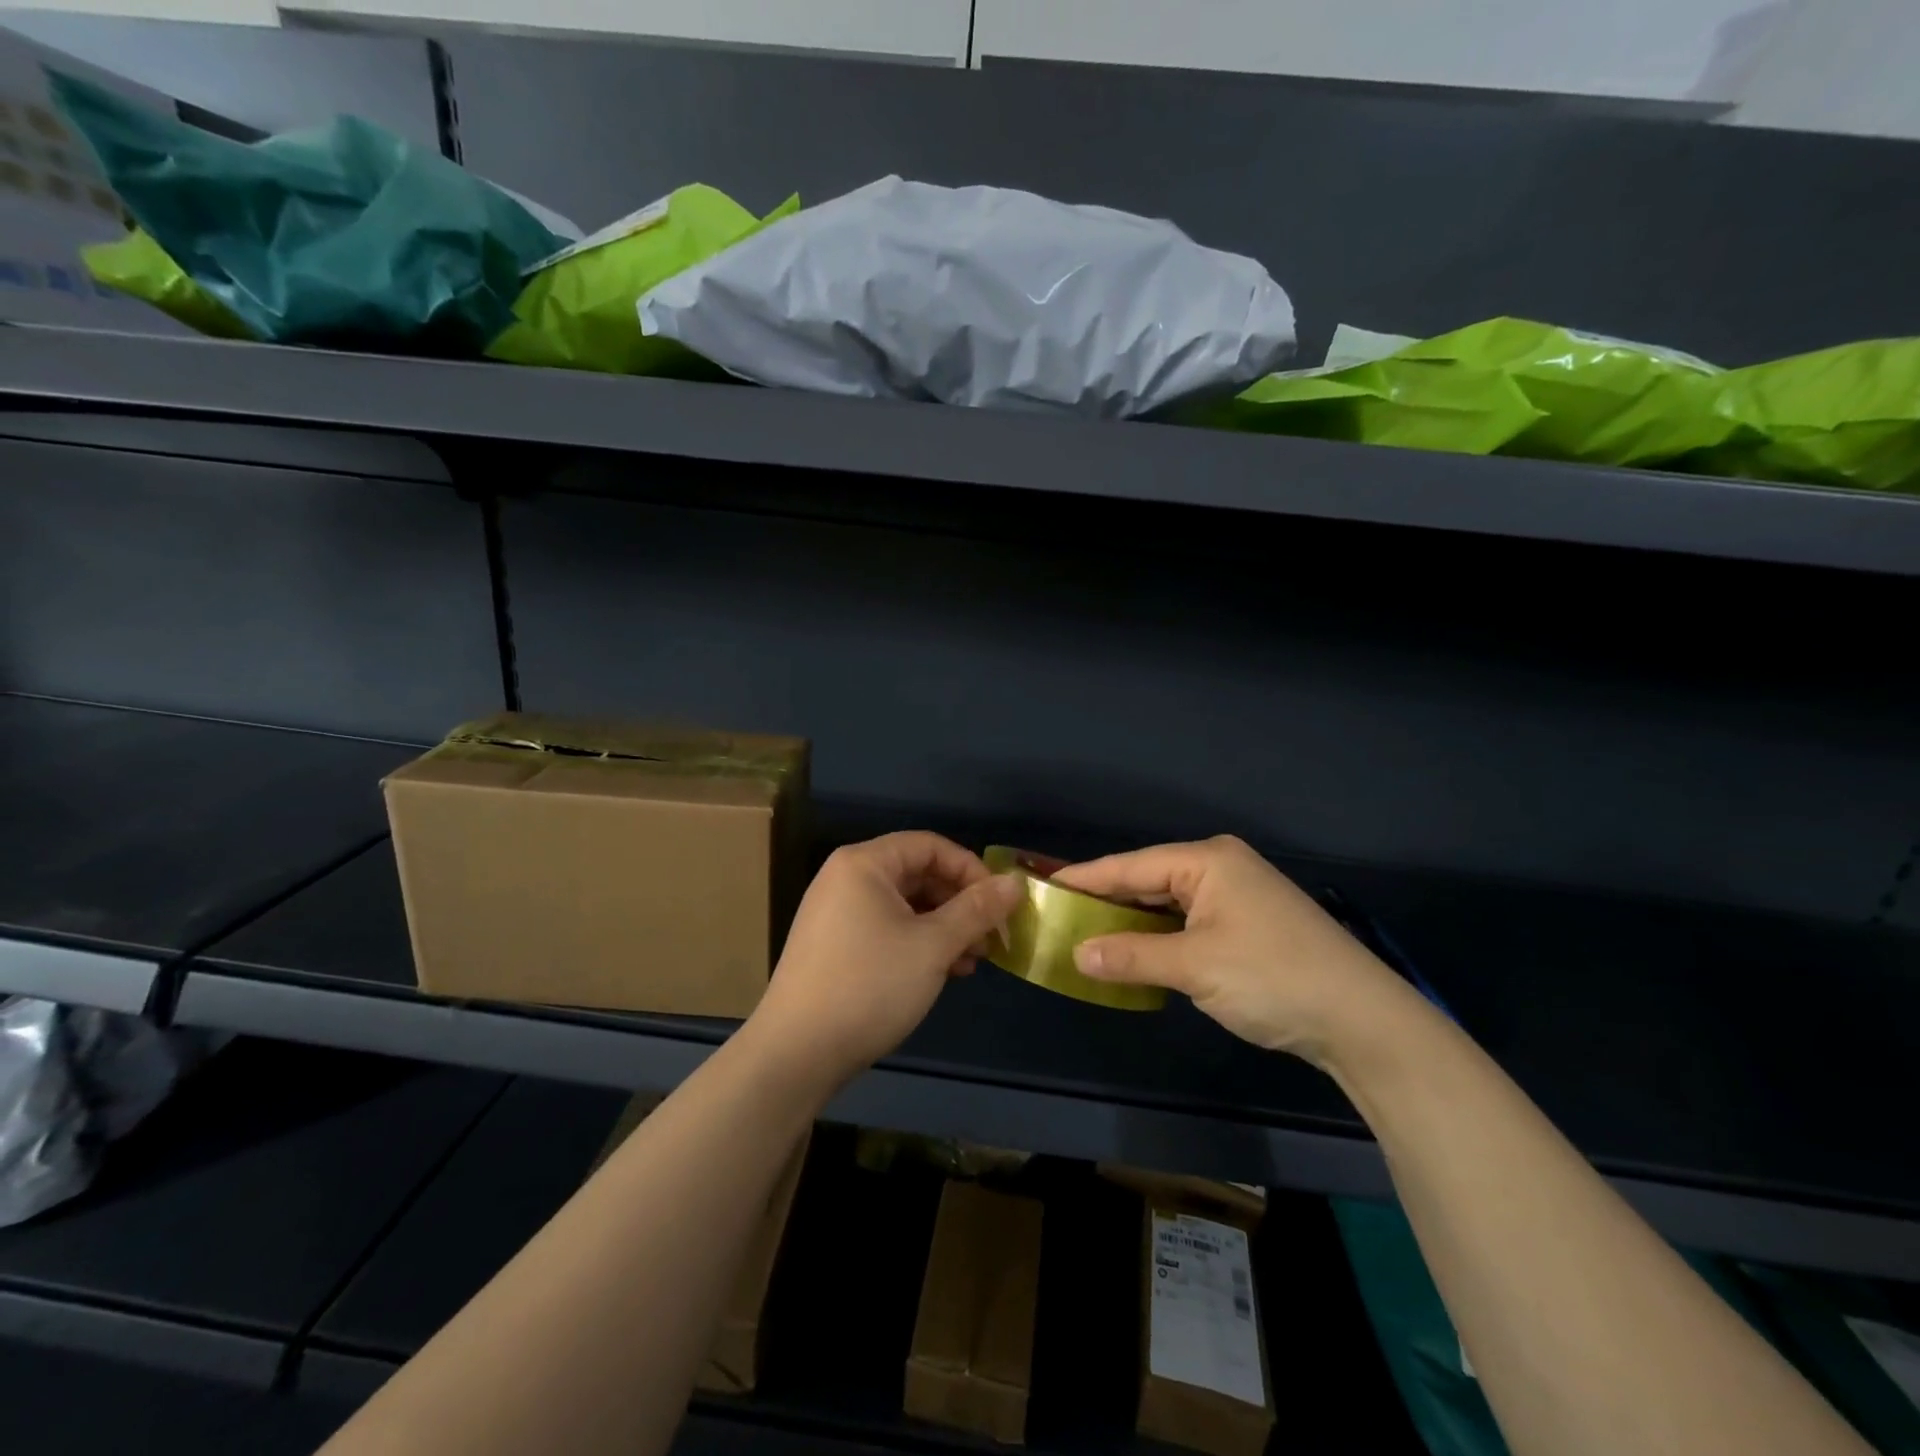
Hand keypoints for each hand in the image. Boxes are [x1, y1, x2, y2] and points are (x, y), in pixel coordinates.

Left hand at [747, 832, 1021, 1086]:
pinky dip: (919, 943)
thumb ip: (977, 910)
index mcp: (865, 864)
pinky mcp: (835, 946)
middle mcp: (847, 879)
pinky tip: (943, 973)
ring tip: (972, 962)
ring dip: (944, 928)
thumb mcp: (933, 946)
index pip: (931, 846)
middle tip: (991, 939)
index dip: (971, 870)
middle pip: (918, 874)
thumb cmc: (869, 986)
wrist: (796, 1053)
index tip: (1000, 906)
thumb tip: (1015, 882)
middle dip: (960, 904)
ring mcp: (837, 913)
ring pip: (905, 905)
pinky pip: (887, 928)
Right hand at [1054, 836, 1418, 1067]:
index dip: (1085, 878)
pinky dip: (1159, 937)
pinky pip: (1188, 923)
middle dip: (1106, 900)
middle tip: (1057, 915)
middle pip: (1148, 880)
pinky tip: (1135, 951)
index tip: (1042, 885)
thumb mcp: (1194, 967)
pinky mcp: (1248, 926)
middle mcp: (1221, 868)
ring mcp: (1237, 897)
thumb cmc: (1272, 978)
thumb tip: (1078, 955)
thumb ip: (1132, 956)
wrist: (1363, 1021)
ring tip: (1085, 933)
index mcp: (1208, 860)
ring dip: (1132, 922)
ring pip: (1168, 904)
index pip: (1130, 865)